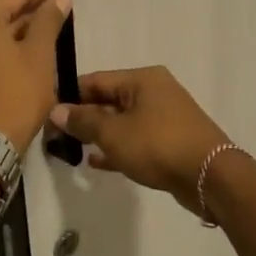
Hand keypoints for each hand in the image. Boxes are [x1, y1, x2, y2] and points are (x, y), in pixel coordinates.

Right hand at [50, 66, 231, 212]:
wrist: (209, 176)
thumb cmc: (158, 145)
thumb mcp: (114, 133)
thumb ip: (84, 121)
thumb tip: (56, 110)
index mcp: (142, 79)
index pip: (96, 81)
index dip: (70, 96)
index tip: (46, 112)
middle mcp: (154, 92)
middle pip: (109, 100)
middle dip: (83, 117)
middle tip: (55, 135)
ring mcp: (164, 117)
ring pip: (122, 122)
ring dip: (98, 134)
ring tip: (70, 149)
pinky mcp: (170, 142)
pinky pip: (135, 140)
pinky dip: (116, 148)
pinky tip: (95, 162)